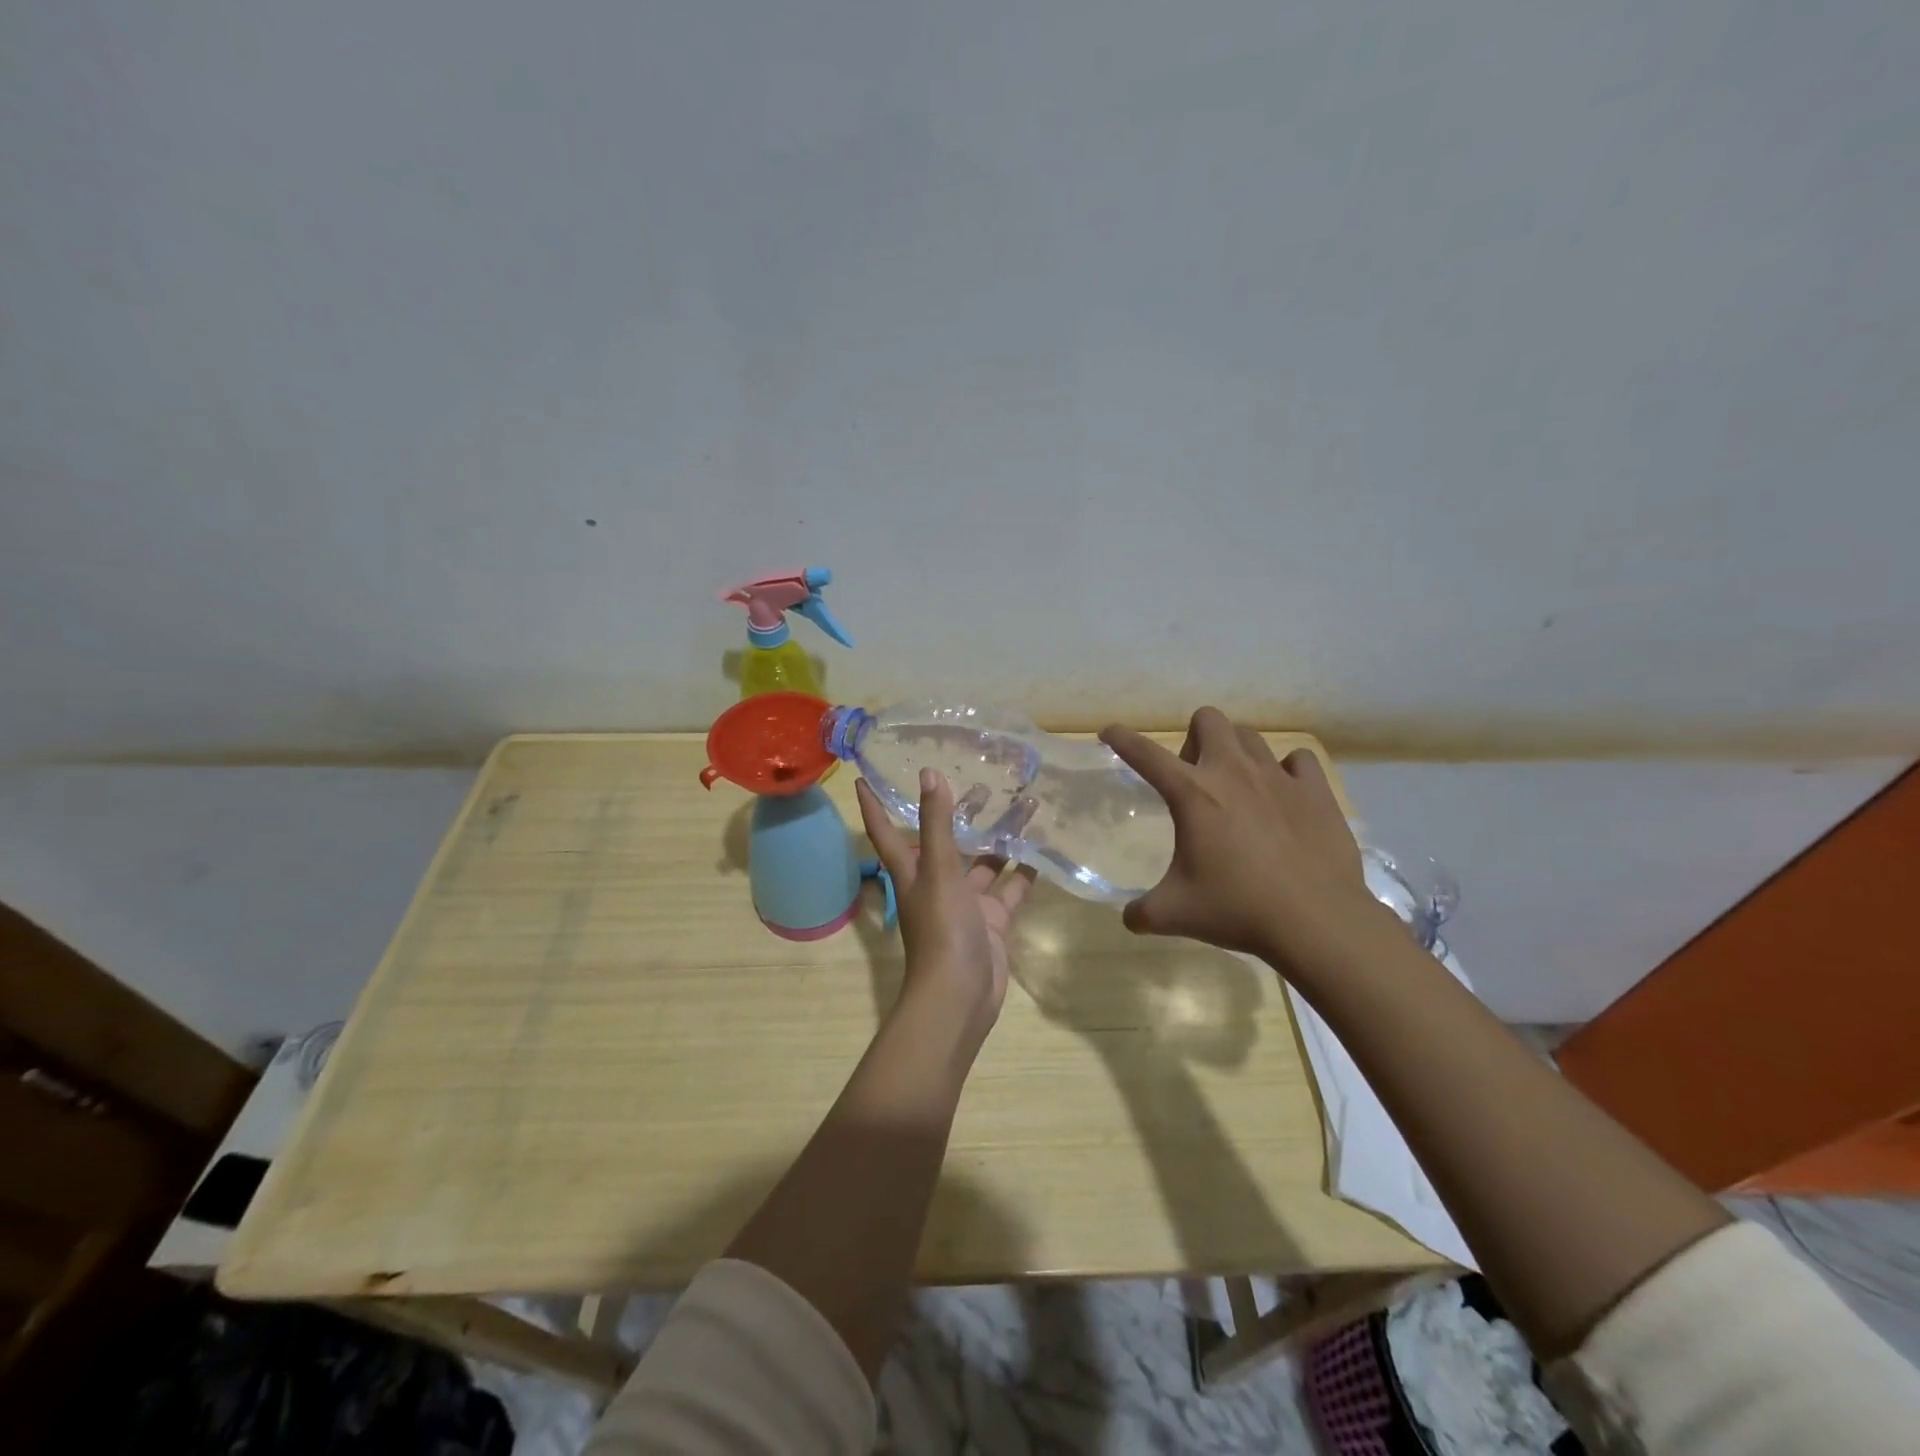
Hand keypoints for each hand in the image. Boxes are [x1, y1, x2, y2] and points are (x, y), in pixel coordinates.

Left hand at [856, 769, 1037, 1046]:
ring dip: (1000, 839)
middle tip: (983, 782)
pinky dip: (1023, 873)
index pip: (886, 831)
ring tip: (1025, 807)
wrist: (961, 995)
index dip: (874, 806)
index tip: (863, 778)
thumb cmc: (942, 928)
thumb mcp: (938, 869)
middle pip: (944, 842)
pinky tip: (1042, 850)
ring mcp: (965, 904)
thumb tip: (929, 773)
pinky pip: (1009, 890)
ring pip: (983, 863)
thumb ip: (936, 823)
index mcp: (911, 871)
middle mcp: (935, 884)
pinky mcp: (992, 922)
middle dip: (959, 815)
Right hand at [1099, 707, 1393, 980]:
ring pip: (1250, 737)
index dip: (1121, 738)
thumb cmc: (1238, 910)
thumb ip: (1142, 912)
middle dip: (1194, 739)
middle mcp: (1233, 772)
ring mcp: (1278, 777)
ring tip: (1238, 789)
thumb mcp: (1175, 914)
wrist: (1317, 921)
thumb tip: (1129, 918)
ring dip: (1236, 753)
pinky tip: (1284, 797)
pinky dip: (1287, 771)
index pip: (1145, 754)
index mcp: (1192, 794)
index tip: (1109, 732)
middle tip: (1194, 779)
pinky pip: (1298, 760)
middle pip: (1208, 720)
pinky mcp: (1316, 791)